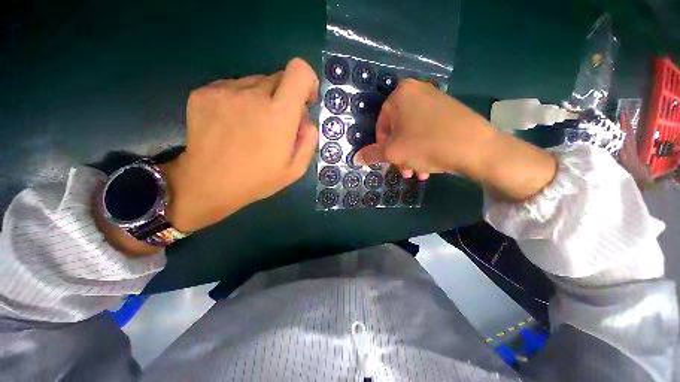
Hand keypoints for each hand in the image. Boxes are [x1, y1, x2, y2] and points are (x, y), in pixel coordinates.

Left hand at [161, 58, 318, 231]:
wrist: (208, 184)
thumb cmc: (258, 180)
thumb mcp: (296, 169)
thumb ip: (309, 139)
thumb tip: (306, 117)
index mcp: (278, 116)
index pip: (298, 71)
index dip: (306, 80)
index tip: (305, 99)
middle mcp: (252, 95)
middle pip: (279, 77)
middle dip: (285, 97)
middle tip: (278, 123)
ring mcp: (224, 91)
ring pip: (256, 82)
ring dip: (262, 99)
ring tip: (252, 126)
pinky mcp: (203, 92)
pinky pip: (234, 87)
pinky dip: (241, 100)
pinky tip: (234, 124)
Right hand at [355, 79, 556, 200]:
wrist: (477, 147)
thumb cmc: (426, 144)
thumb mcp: (393, 152)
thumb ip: (372, 154)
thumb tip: (355, 158)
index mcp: (400, 95)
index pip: (380, 125)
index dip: (381, 146)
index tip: (387, 161)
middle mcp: (417, 91)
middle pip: (397, 130)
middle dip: (398, 155)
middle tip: (403, 171)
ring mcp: (435, 100)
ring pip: (412, 133)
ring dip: (410, 156)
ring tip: (416, 174)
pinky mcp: (449, 111)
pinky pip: (427, 131)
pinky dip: (424, 148)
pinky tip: (428, 166)